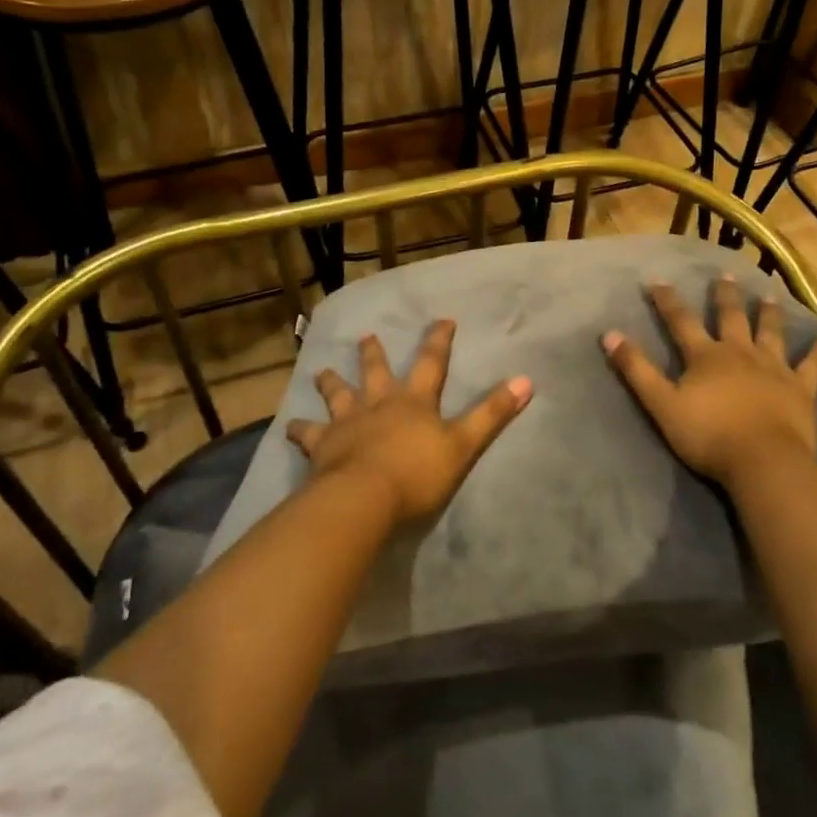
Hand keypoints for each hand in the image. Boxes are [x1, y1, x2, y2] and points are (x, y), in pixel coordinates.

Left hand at [286, 319, 531, 526]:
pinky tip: (289, 427)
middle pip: (376, 372)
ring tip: (322, 371)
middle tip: (366, 336)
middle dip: (373, 354)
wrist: (364, 497)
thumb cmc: (417, 472)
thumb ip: (492, 413)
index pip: (431, 363)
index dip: (438, 341)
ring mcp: (347, 423)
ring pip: (338, 394)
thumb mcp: (463, 444)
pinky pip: (307, 435)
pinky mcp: (322, 446)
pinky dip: (299, 431)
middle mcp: (378, 403)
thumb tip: (527, 380)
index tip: (442, 319)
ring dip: (331, 382)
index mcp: (414, 401)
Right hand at [602, 277, 816, 493]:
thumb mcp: (661, 404)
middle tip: (726, 276)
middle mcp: (740, 353)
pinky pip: (811, 367)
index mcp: (706, 357)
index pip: (681, 322)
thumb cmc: (708, 435)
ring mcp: (773, 369)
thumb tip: (609, 334)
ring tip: (769, 295)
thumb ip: (636, 370)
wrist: (762, 461)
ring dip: (768, 313)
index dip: (667, 301)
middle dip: (725, 296)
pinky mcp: (800, 389)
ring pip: (771, 333)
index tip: (657, 280)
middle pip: (731, 318)